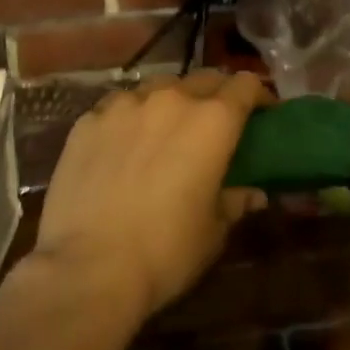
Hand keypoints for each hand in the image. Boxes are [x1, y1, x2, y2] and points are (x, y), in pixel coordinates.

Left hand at [29, 71, 268, 322]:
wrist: (88, 270)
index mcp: (213, 121)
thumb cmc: (166, 252)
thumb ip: (235, 201)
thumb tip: (253, 194)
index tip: (262, 113)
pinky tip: (122, 144)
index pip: (246, 85)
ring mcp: (125, 105)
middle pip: (203, 79)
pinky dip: (129, 118)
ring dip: (170, 102)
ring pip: (158, 87)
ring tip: (165, 129)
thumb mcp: (214, 231)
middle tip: (215, 123)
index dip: (259, 95)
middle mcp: (172, 99)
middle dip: (216, 95)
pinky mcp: (88, 121)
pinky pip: (117, 107)